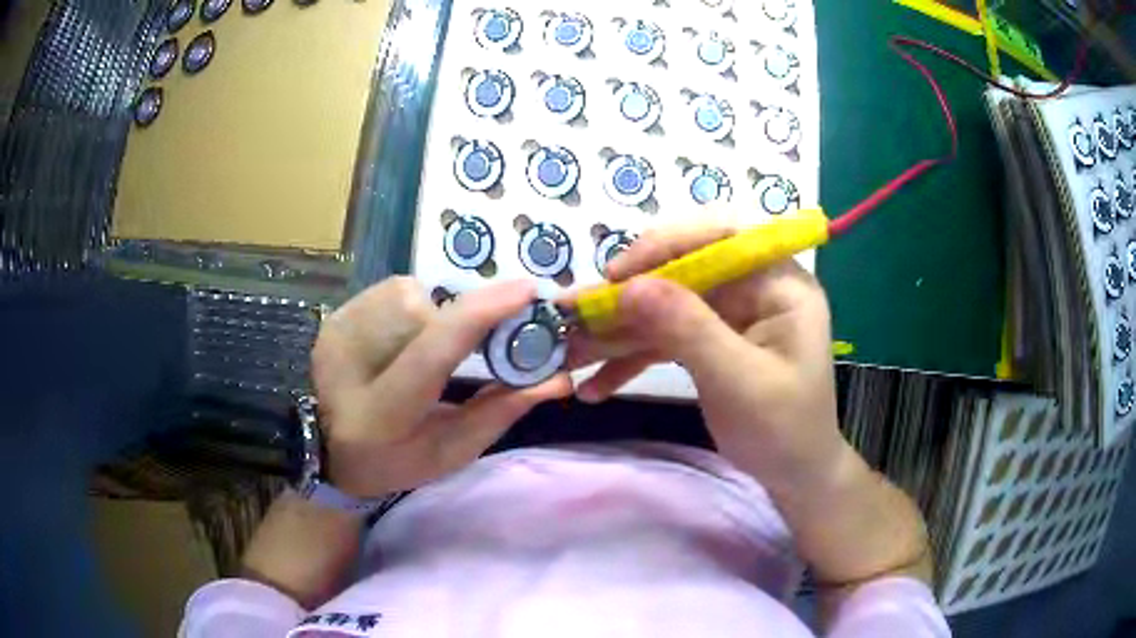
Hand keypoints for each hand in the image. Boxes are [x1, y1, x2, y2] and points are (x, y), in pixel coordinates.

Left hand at [311, 277, 571, 497]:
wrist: (328, 450)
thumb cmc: (396, 460)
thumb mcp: (452, 450)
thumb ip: (501, 411)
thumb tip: (558, 378)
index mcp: (383, 412)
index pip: (433, 352)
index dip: (481, 315)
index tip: (526, 290)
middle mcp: (351, 364)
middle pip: (426, 316)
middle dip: (459, 323)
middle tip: (472, 345)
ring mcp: (337, 333)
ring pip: (409, 294)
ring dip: (434, 314)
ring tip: (427, 348)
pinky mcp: (332, 317)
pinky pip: (390, 291)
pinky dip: (412, 307)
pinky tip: (404, 338)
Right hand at [566, 226, 848, 490]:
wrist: (792, 476)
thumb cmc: (783, 429)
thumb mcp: (739, 380)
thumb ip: (688, 329)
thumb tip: (629, 286)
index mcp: (778, 283)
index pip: (720, 238)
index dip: (666, 245)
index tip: (617, 274)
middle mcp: (752, 289)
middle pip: (680, 273)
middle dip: (625, 298)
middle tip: (572, 314)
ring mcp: (728, 316)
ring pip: (663, 308)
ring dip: (616, 333)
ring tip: (568, 354)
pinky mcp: (709, 343)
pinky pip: (663, 340)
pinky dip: (629, 361)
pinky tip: (595, 387)